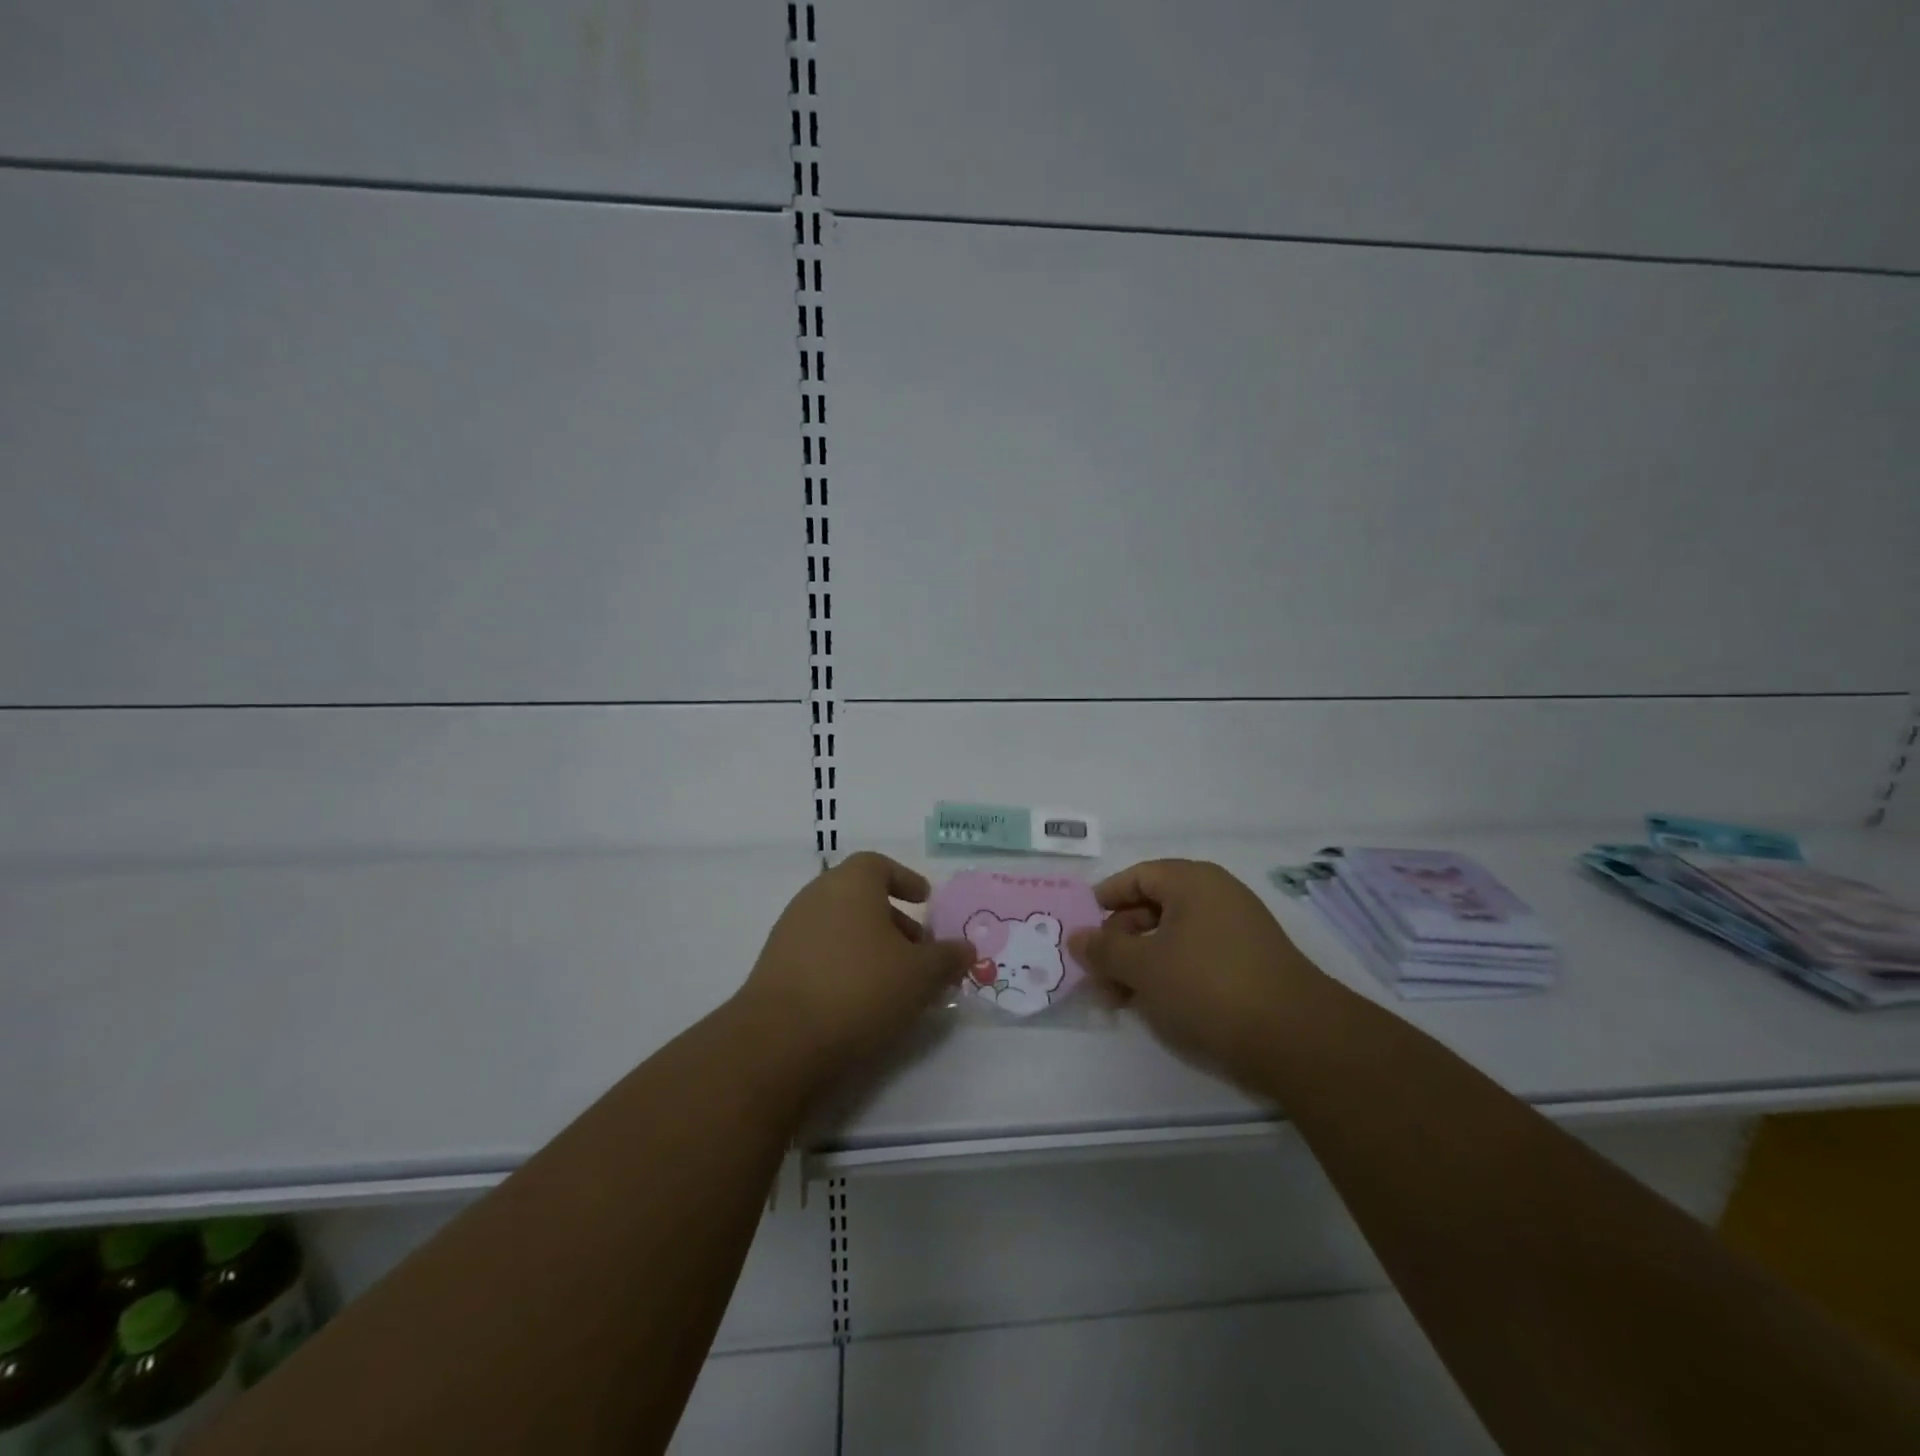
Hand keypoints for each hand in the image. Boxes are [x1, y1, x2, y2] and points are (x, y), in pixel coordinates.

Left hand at [736, 852, 974, 1081]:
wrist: (780, 1040)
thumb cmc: (860, 988)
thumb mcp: (920, 975)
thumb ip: (947, 958)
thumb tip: (966, 949)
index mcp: (851, 883)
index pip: (878, 865)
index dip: (905, 879)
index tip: (925, 900)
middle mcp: (816, 896)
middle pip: (860, 897)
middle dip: (894, 919)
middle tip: (919, 950)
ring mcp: (790, 930)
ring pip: (840, 926)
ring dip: (870, 945)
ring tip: (896, 981)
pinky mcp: (775, 966)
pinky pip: (820, 952)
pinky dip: (845, 964)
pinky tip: (861, 1000)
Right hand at [1068, 859, 1324, 1086]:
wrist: (1295, 1038)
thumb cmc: (1208, 986)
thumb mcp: (1143, 967)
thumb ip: (1104, 950)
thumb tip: (1076, 938)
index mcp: (1192, 881)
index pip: (1138, 876)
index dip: (1105, 899)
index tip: (1082, 928)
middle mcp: (1217, 896)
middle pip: (1154, 907)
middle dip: (1120, 940)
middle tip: (1097, 974)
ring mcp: (1238, 931)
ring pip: (1174, 937)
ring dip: (1141, 963)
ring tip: (1119, 999)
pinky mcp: (1250, 965)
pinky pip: (1197, 958)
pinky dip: (1170, 974)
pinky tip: (1155, 1005)